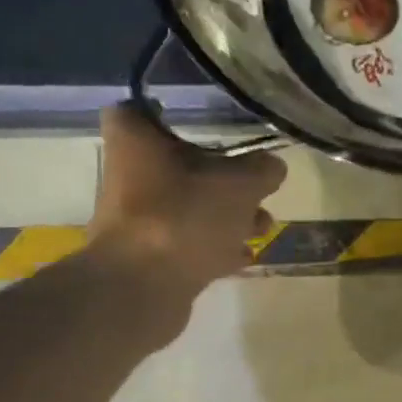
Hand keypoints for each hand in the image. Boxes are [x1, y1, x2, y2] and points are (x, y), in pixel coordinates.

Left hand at [86, 104, 286, 334]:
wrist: (142, 289)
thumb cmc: (184, 216)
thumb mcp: (240, 185)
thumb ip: (262, 170)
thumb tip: (273, 166)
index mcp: (136, 142)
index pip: (140, 111)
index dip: (170, 113)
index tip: (205, 122)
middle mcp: (128, 176)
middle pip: (177, 165)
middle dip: (220, 175)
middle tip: (254, 183)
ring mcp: (136, 221)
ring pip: (187, 206)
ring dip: (225, 215)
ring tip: (263, 226)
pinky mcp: (148, 258)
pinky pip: (187, 242)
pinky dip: (215, 246)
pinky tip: (246, 256)